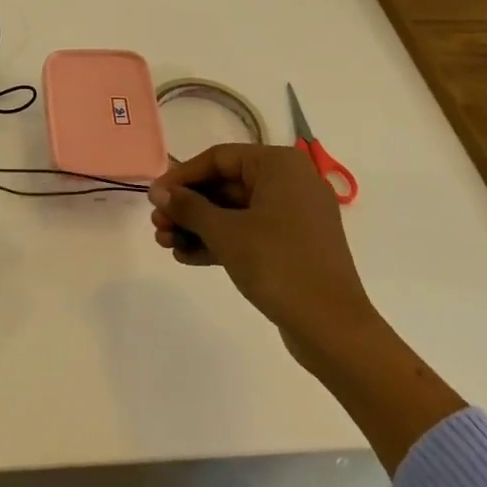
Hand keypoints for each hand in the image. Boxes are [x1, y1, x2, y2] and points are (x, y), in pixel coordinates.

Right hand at [150, 142, 464, 471]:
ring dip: (198, 226)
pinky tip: (187, 256)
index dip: (182, 176)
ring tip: (165, 243)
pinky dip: (220, 242)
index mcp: (280, 166)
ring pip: (235, 212)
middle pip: (225, 186)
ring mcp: (294, 217)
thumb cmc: (278, 264)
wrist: (332, 328)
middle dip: (188, 206)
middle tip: (158, 224)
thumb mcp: (226, 232)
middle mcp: (290, 183)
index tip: (154, 197)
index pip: (219, 158)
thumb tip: (160, 192)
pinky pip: (249, 233)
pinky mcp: (293, 246)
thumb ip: (189, 207)